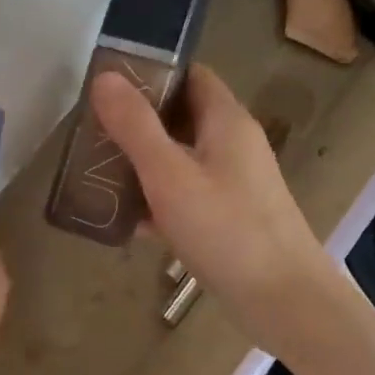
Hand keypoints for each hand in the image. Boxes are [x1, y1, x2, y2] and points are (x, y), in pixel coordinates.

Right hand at [91, 64, 342, 358]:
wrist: (283, 301)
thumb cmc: (226, 230)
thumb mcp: (170, 175)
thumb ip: (135, 126)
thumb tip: (104, 76)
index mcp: (226, 121)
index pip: (190, 74)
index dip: (150, 72)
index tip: (107, 84)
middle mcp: (232, 145)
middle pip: (180, 117)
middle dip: (136, 122)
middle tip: (91, 132)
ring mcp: (232, 184)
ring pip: (179, 159)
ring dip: (141, 163)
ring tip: (95, 173)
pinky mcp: (227, 218)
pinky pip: (185, 196)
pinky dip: (156, 200)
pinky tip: (123, 220)